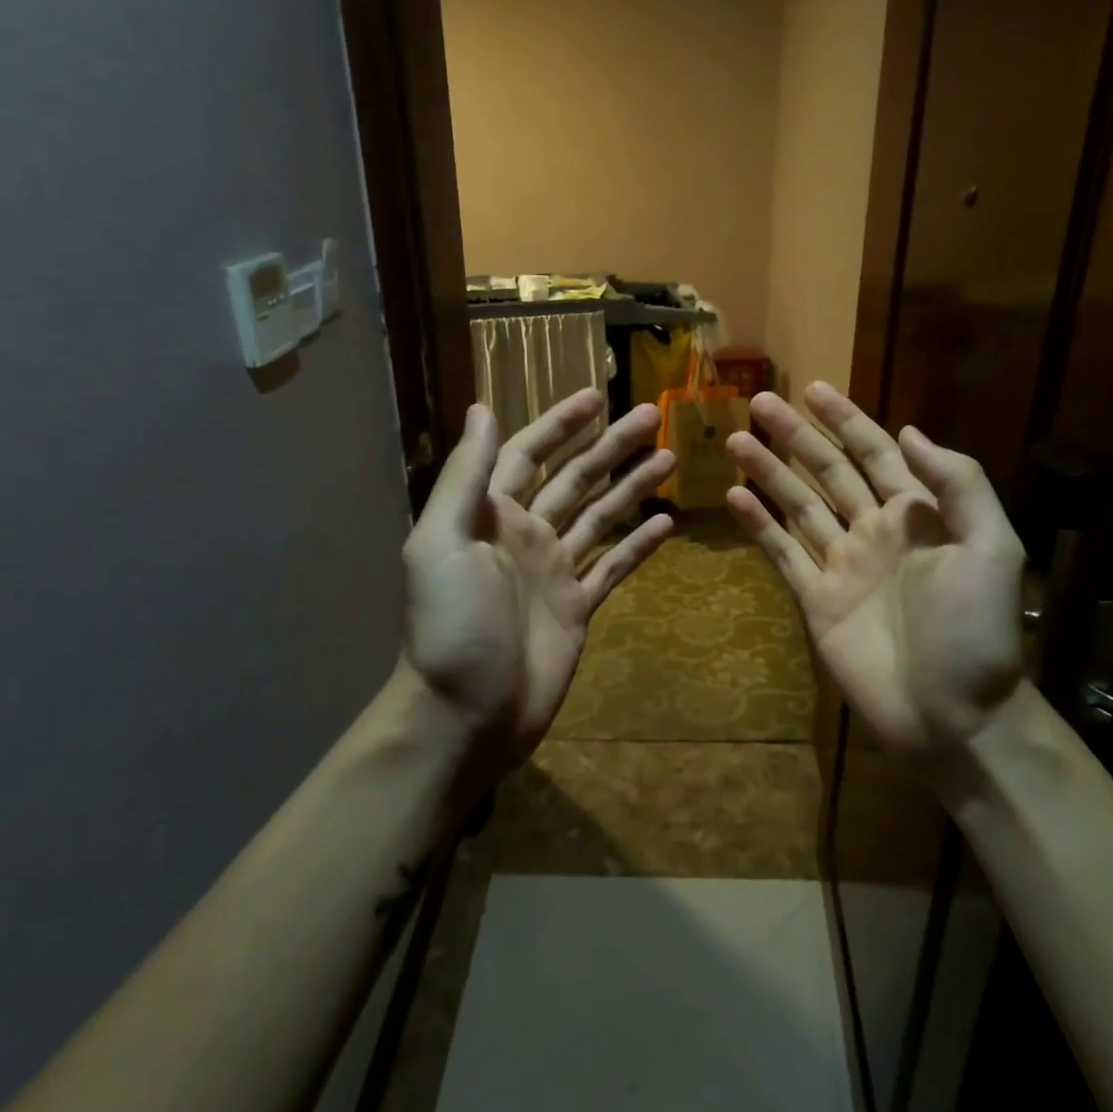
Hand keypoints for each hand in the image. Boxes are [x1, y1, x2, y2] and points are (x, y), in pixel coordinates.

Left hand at [401, 390, 674, 772]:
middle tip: (652, 417)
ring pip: (601, 516)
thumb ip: (466, 476)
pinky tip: (668, 524)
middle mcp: (526, 534)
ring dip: (632, 486)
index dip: (559, 424)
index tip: (596, 397)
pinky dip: (638, 545)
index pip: (528, 454)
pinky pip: (613, 567)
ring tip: (670, 459)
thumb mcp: (442, 542)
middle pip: (575, 478)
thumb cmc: (451, 624)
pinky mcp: (578, 607)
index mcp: (491, 514)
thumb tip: (483, 408)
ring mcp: (554, 570)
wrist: (466, 714)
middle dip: (610, 446)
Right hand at [725, 383, 1026, 783]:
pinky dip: (759, 526)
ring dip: (770, 472)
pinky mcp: (816, 601)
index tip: (814, 390)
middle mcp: (875, 531)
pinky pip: (783, 554)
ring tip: (736, 442)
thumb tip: (910, 432)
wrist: (953, 717)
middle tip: (760, 403)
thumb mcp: (991, 549)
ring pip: (799, 506)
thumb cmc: (977, 633)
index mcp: (918, 515)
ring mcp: (842, 565)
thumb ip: (958, 486)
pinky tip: (734, 497)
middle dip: (797, 436)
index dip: (847, 420)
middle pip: (829, 471)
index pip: (876, 453)